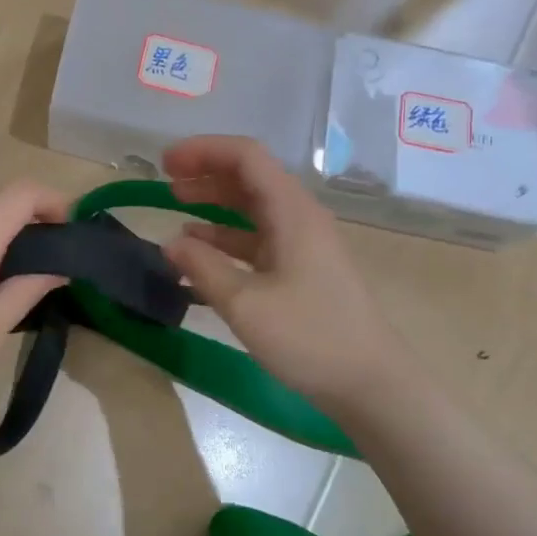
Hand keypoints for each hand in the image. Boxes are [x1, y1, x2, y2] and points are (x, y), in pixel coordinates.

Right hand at [163, 135, 401, 410]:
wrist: (371, 384)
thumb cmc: (310, 338)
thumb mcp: (245, 304)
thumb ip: (203, 267)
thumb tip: (169, 242)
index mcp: (292, 211)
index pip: (246, 156)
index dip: (203, 151)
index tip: (165, 164)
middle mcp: (299, 217)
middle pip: (250, 177)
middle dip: (206, 174)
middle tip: (165, 183)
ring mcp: (303, 244)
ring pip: (253, 208)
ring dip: (214, 204)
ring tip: (176, 209)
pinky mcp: (302, 270)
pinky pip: (259, 239)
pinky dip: (227, 238)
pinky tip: (200, 252)